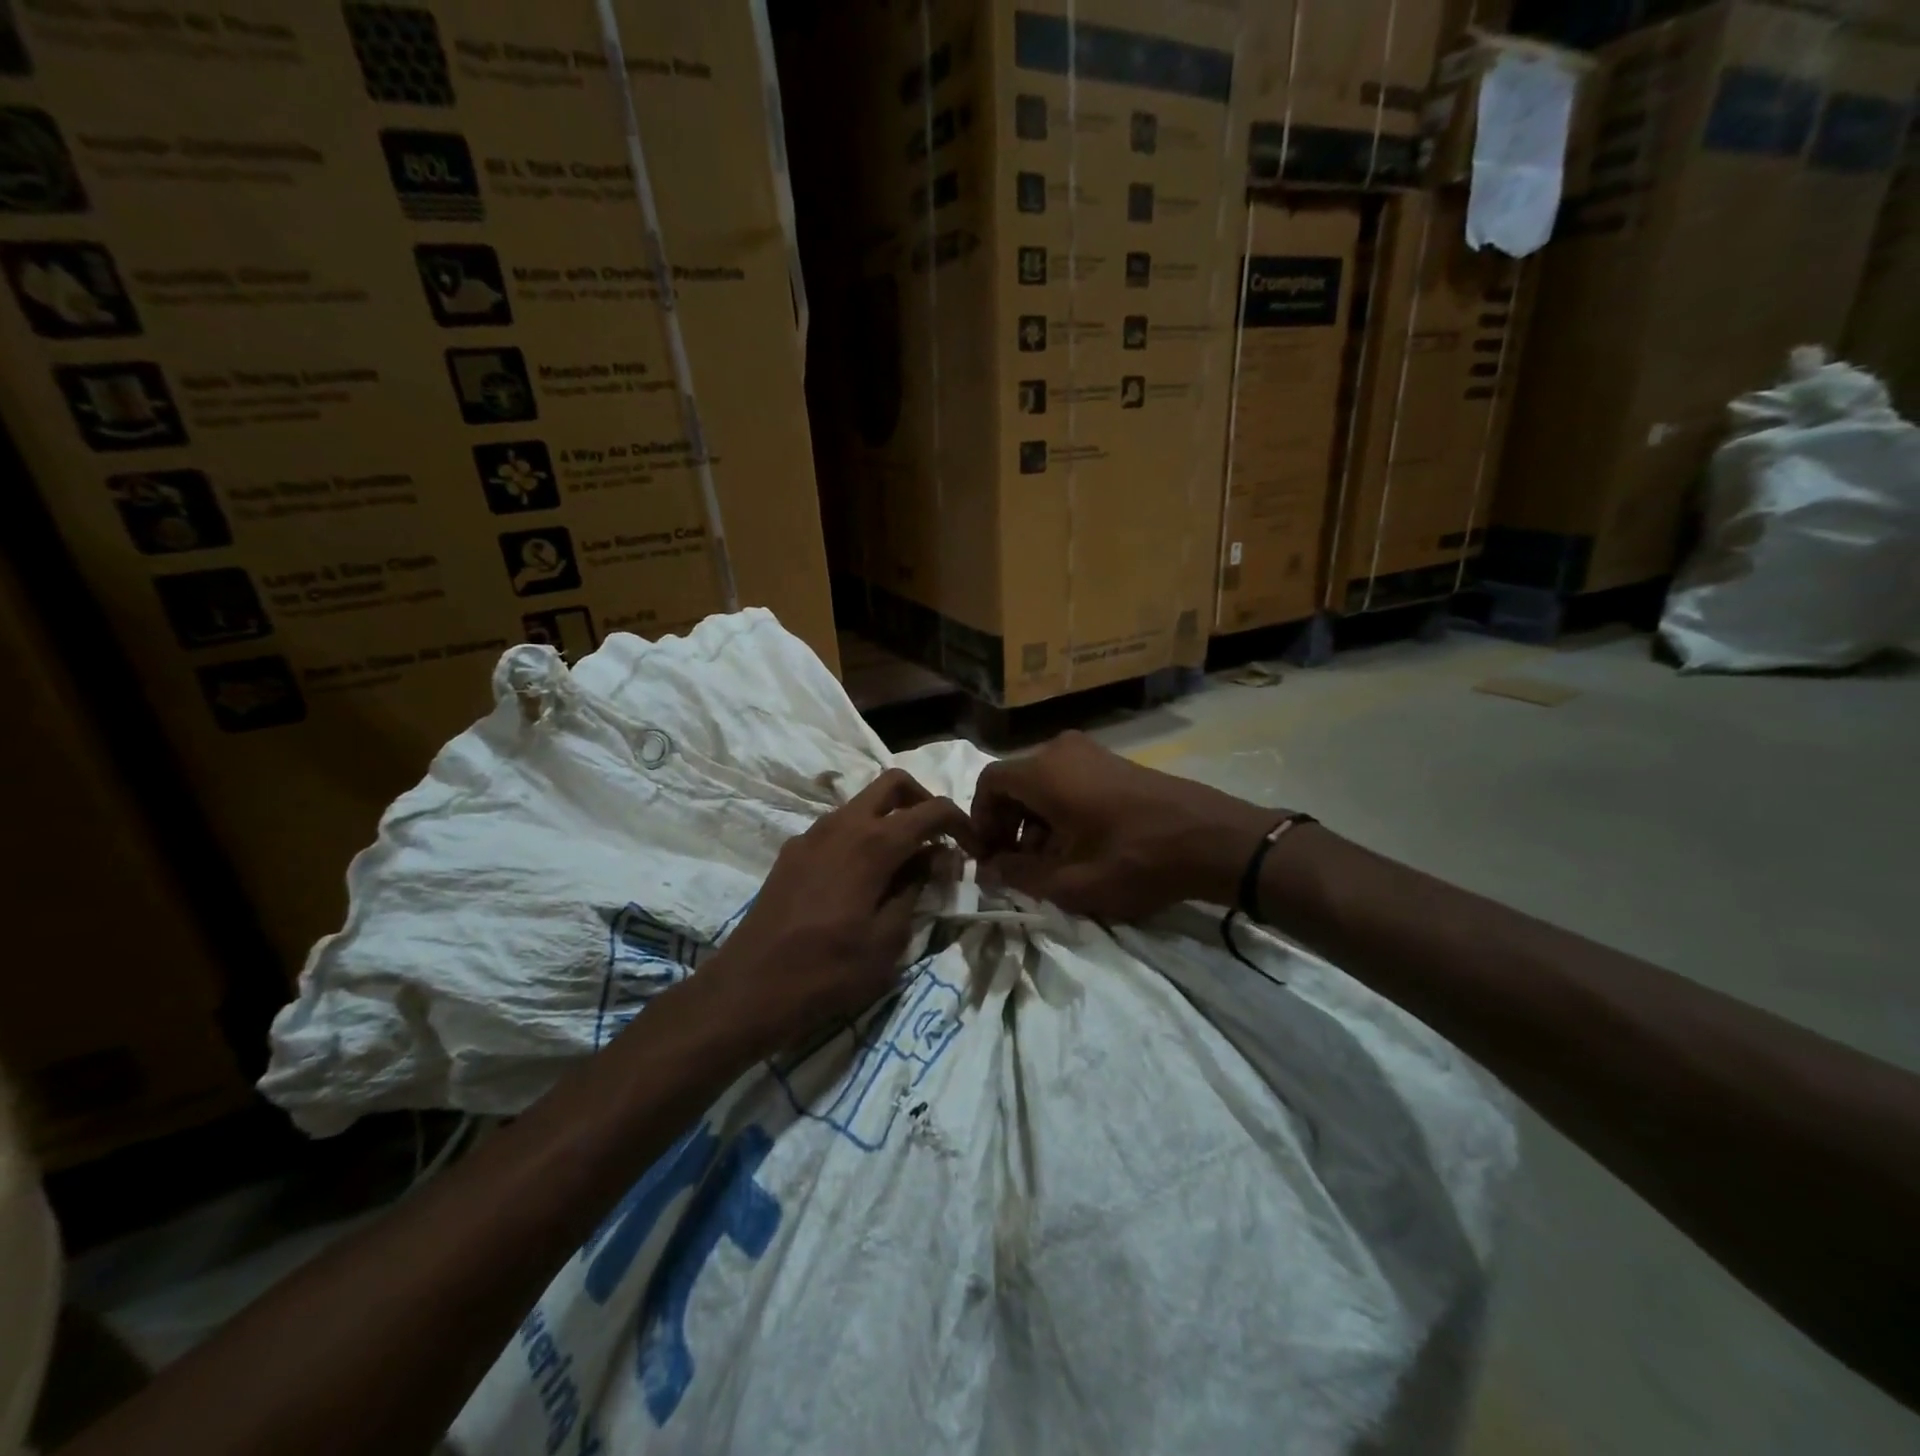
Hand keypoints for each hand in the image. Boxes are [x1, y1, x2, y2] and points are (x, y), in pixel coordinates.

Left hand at [707, 768, 973, 1050]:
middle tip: (939, 840)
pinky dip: (863, 835)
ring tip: (905, 864)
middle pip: (894, 784)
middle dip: (924, 801)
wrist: (747, 989)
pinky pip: (839, 827)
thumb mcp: (888, 942)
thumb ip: (917, 890)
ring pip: (863, 803)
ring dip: (892, 818)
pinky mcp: (793, 851)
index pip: (932, 810)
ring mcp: (812, 834)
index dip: (961, 823)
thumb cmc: (827, 972)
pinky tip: (864, 879)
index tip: (975, 849)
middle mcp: (842, 824)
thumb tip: (936, 859)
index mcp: (873, 843)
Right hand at [971, 731, 1279, 920]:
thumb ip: (1019, 876)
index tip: (991, 857)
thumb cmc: (1135, 859)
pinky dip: (1060, 812)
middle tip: (1017, 866)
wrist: (1212, 839)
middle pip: (1015, 784)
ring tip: (1050, 864)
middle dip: (1008, 826)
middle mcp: (1061, 750)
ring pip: (1042, 785)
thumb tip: (988, 870)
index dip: (980, 821)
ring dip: (1035, 822)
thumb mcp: (1071, 882)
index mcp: (1044, 771)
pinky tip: (1079, 847)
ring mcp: (1091, 753)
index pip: (988, 784)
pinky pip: (1068, 782)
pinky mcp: (1113, 763)